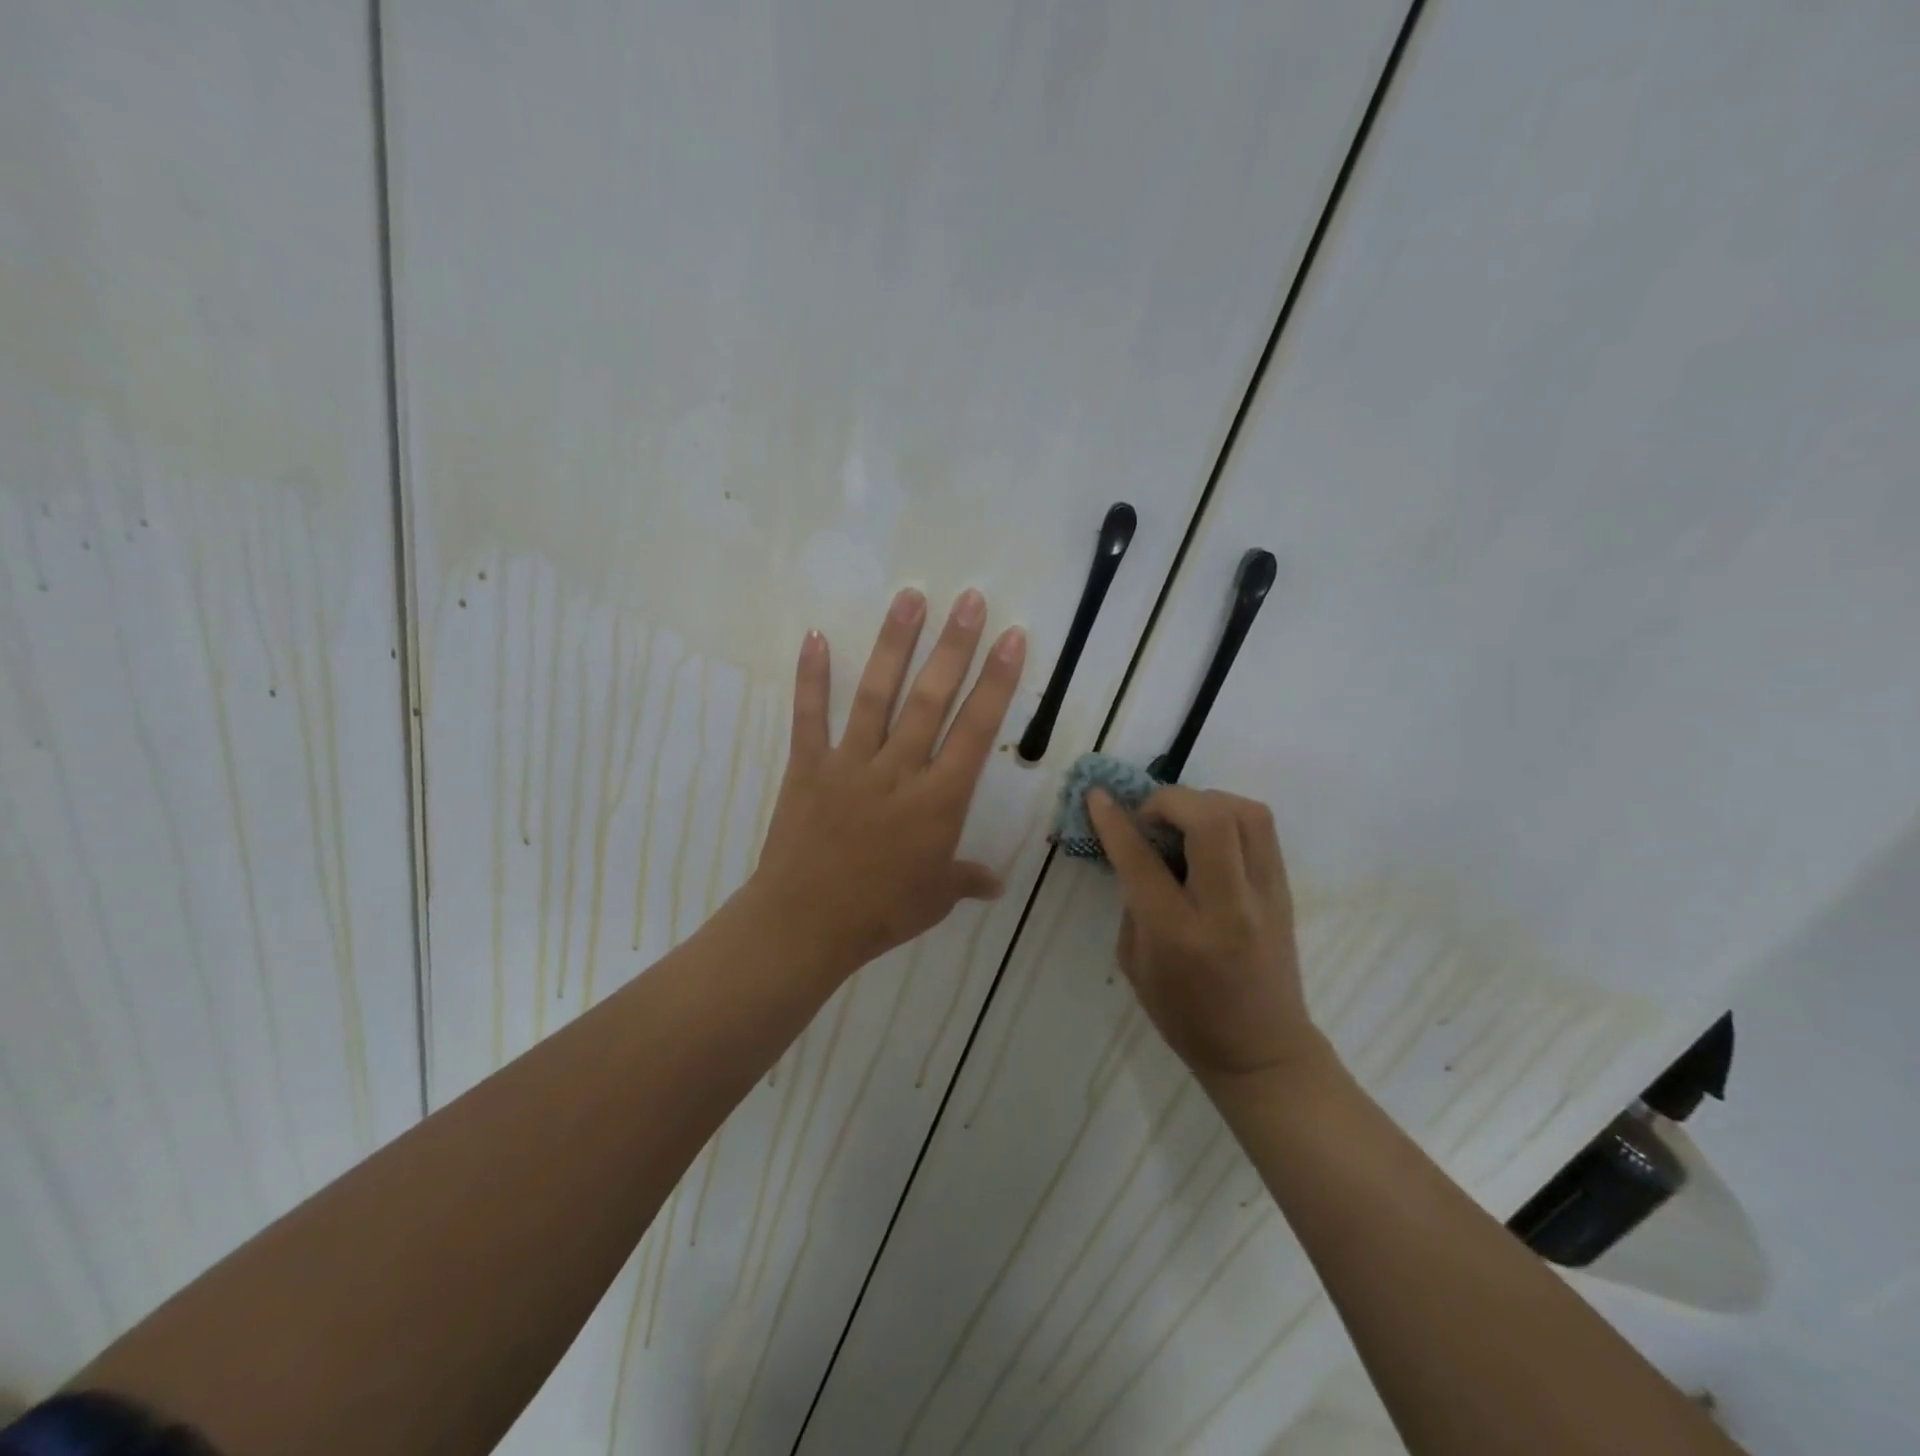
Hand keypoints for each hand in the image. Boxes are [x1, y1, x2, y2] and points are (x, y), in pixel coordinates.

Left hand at [748, 588, 1026, 974]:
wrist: (805, 925)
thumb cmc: (880, 913)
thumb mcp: (936, 898)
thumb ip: (967, 879)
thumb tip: (996, 882)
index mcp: (939, 800)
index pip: (977, 730)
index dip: (997, 682)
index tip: (1011, 638)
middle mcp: (899, 770)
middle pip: (933, 699)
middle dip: (955, 647)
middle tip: (971, 600)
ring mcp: (851, 764)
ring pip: (878, 695)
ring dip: (895, 645)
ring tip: (911, 598)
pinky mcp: (808, 766)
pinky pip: (810, 716)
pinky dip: (812, 677)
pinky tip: (815, 635)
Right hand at [1086, 786, 1322, 1087]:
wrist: (1262, 1051)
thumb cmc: (1186, 1017)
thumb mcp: (1136, 965)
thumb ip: (1133, 902)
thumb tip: (1134, 851)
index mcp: (1178, 934)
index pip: (1142, 859)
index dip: (1114, 821)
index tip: (1097, 796)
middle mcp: (1227, 907)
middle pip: (1209, 819)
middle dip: (1169, 800)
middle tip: (1148, 816)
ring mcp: (1264, 895)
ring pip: (1245, 813)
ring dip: (1204, 801)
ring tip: (1181, 821)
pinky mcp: (1284, 890)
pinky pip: (1260, 829)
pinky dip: (1228, 815)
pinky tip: (1207, 836)